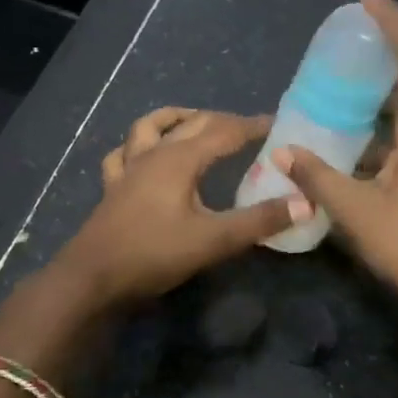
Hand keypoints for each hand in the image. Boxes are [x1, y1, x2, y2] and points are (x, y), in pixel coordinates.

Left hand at [49, 108, 306, 308]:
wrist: (92, 278)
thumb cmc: (154, 254)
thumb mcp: (214, 240)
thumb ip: (260, 221)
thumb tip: (305, 203)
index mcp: (180, 159)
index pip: (225, 131)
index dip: (253, 126)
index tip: (278, 124)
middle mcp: (153, 154)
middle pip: (192, 123)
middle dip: (223, 120)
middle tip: (249, 129)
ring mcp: (128, 169)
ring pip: (150, 127)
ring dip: (176, 119)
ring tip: (194, 121)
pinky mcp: (112, 188)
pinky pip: (123, 154)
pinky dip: (137, 146)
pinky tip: (142, 155)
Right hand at [274, 0, 397, 330]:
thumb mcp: (356, 211)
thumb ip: (318, 177)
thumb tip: (283, 152)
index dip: (392, 26)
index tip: (368, 2)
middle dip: (373, 76)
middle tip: (333, 68)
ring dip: (373, 118)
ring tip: (331, 113)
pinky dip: (382, 145)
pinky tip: (351, 157)